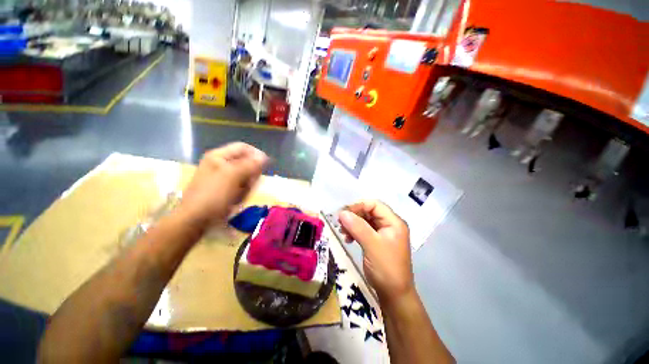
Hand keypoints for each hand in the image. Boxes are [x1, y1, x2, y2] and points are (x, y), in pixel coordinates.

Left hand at [178, 143, 267, 227]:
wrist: (195, 219)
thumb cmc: (213, 195)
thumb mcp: (232, 176)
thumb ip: (250, 164)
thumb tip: (264, 157)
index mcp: (219, 156)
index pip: (243, 148)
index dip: (256, 154)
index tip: (266, 165)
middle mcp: (221, 164)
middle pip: (246, 162)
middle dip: (251, 173)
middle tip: (250, 183)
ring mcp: (223, 177)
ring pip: (246, 175)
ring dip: (248, 184)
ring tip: (241, 194)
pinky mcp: (225, 188)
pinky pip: (241, 186)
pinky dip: (243, 192)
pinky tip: (237, 199)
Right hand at [338, 200, 413, 305]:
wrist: (394, 296)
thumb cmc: (386, 269)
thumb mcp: (372, 245)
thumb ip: (357, 227)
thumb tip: (342, 213)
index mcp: (394, 222)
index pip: (375, 205)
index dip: (358, 206)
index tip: (343, 213)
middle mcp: (390, 225)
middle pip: (369, 212)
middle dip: (354, 216)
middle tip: (340, 223)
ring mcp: (383, 234)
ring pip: (365, 221)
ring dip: (353, 224)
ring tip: (343, 232)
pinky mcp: (377, 242)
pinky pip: (364, 231)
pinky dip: (355, 232)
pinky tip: (348, 239)